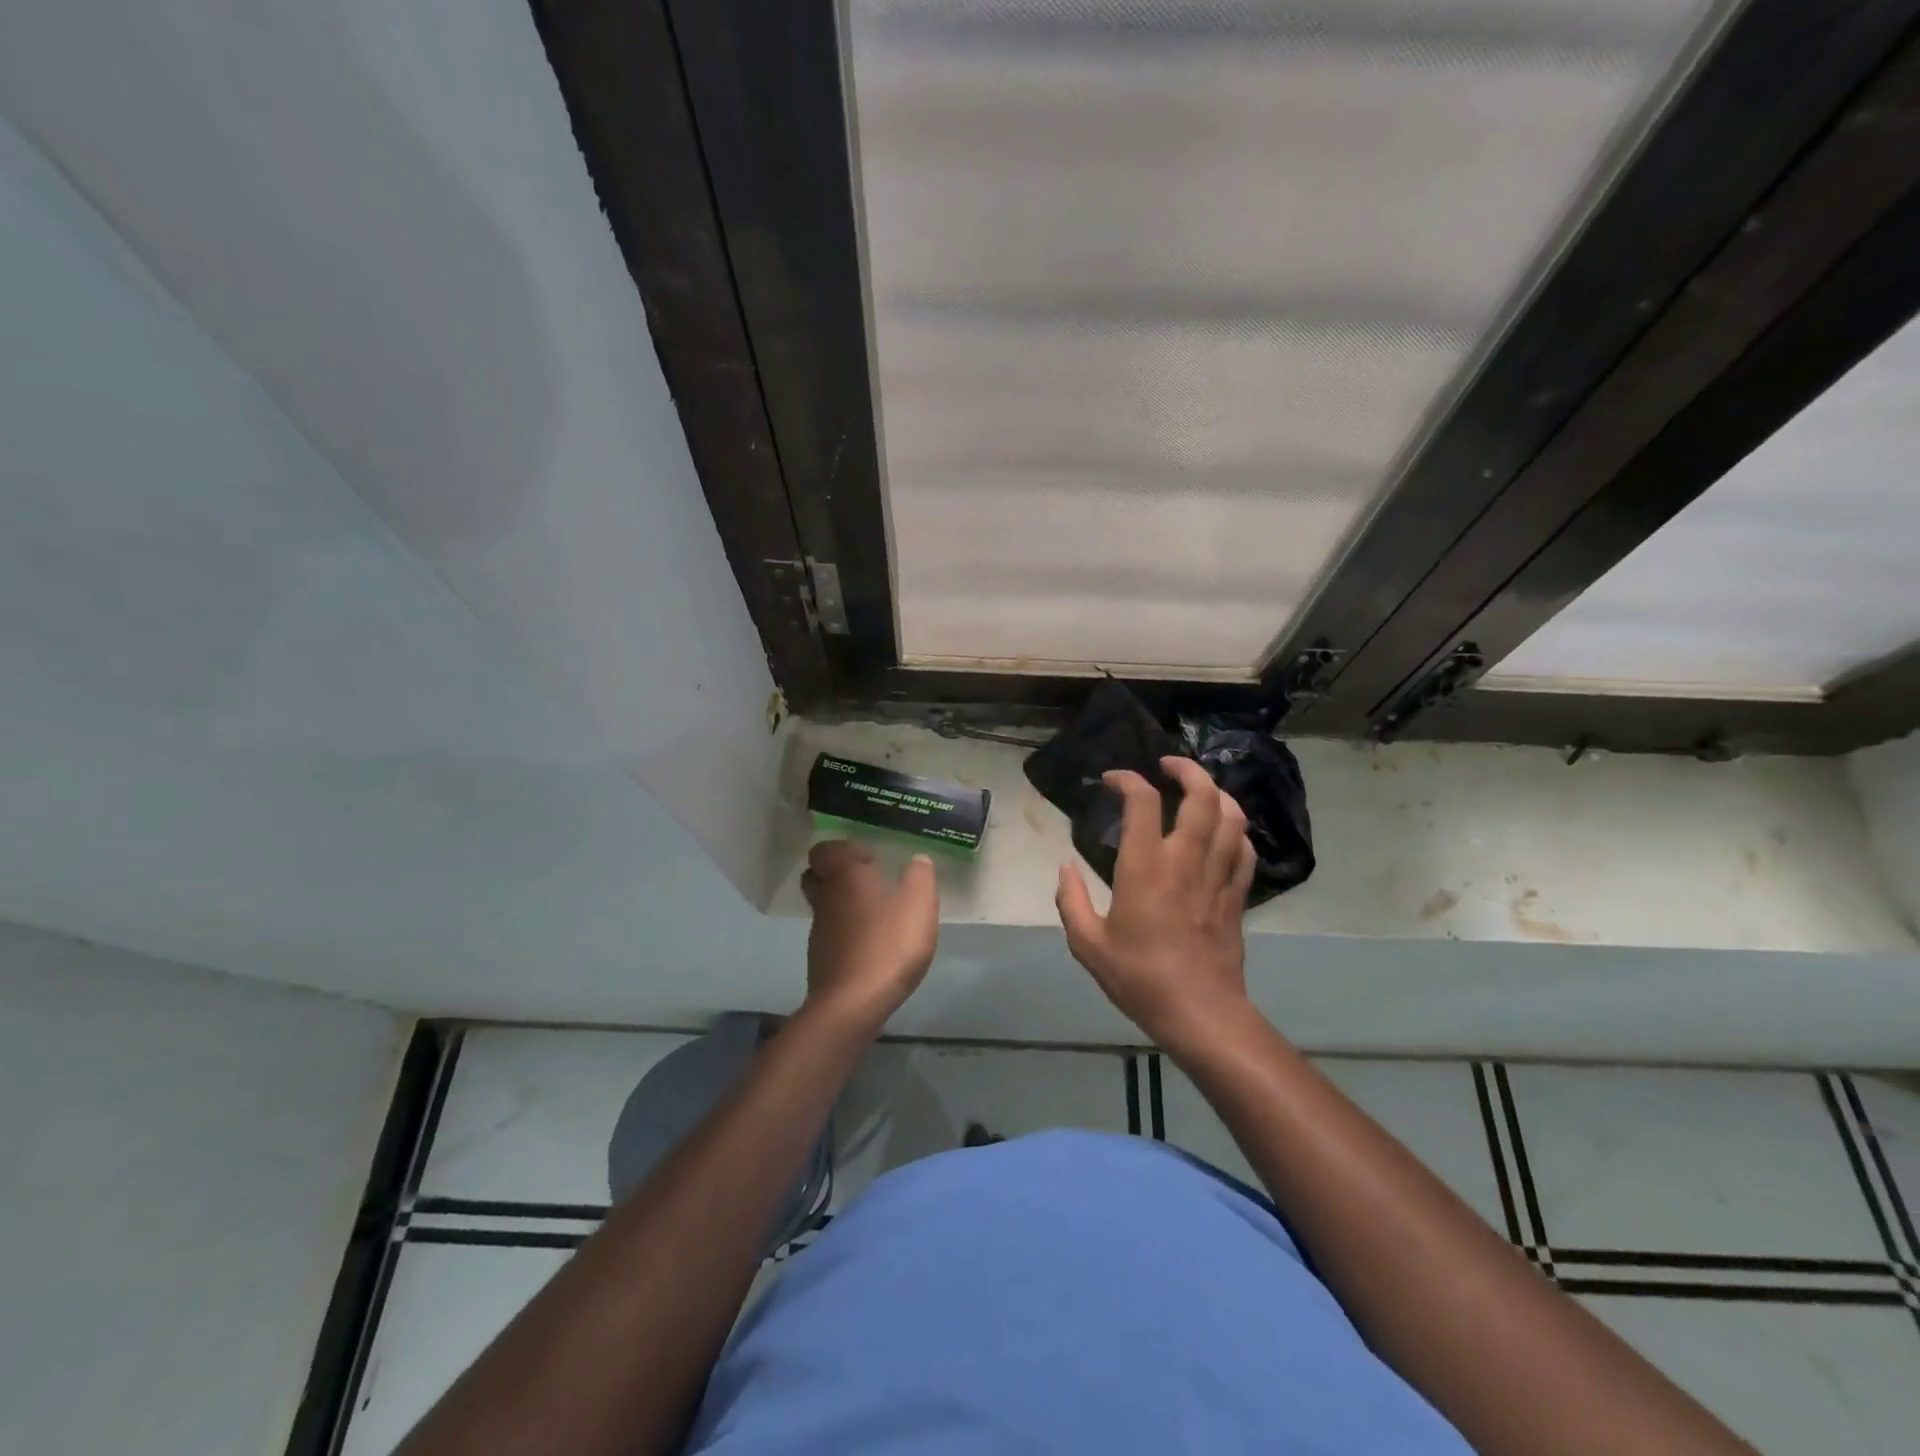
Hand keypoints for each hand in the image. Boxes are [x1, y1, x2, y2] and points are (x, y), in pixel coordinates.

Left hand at [801, 840, 938, 1032]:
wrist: (853, 1004)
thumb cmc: (888, 945)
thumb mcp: (919, 905)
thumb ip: (920, 877)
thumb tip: (918, 861)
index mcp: (845, 877)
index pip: (824, 850)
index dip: (844, 850)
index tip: (871, 860)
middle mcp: (825, 899)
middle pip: (817, 877)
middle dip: (837, 876)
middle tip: (868, 883)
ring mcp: (819, 932)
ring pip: (824, 907)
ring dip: (845, 907)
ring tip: (877, 917)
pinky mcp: (821, 960)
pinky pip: (832, 936)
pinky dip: (847, 935)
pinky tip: (872, 946)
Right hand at [1055, 756, 1256, 1049]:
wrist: (1201, 1014)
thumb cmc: (1140, 978)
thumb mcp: (1088, 945)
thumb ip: (1070, 900)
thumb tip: (1065, 867)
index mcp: (1145, 867)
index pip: (1143, 801)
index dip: (1127, 780)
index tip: (1112, 781)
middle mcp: (1185, 860)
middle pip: (1201, 795)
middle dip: (1186, 770)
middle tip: (1167, 765)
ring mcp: (1217, 876)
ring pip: (1231, 816)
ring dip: (1216, 793)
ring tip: (1197, 790)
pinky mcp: (1236, 895)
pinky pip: (1244, 850)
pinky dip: (1235, 830)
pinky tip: (1222, 832)